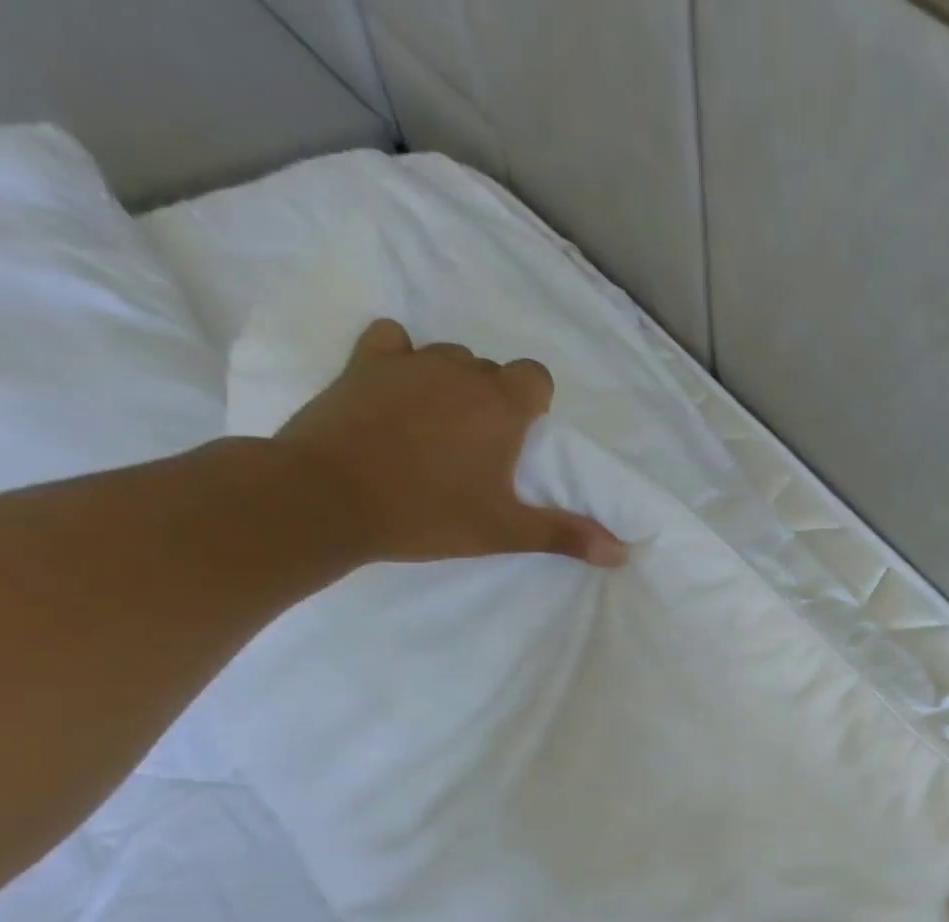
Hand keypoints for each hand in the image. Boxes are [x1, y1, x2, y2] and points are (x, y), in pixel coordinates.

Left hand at [276, 318, 625, 566]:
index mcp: (501, 407)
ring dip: (452, 382)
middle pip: (492, 368)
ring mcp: (407, 363)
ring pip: (446, 357)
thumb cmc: (428, 514)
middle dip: (494, 399)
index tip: (521, 439)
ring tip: (438, 425)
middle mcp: (460, 372)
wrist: (327, 498)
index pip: (536, 377)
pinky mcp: (362, 364)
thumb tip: (621, 553)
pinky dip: (400, 358)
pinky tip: (397, 388)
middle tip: (481, 447)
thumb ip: (565, 534)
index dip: (534, 404)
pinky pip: (392, 342)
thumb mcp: (505, 531)